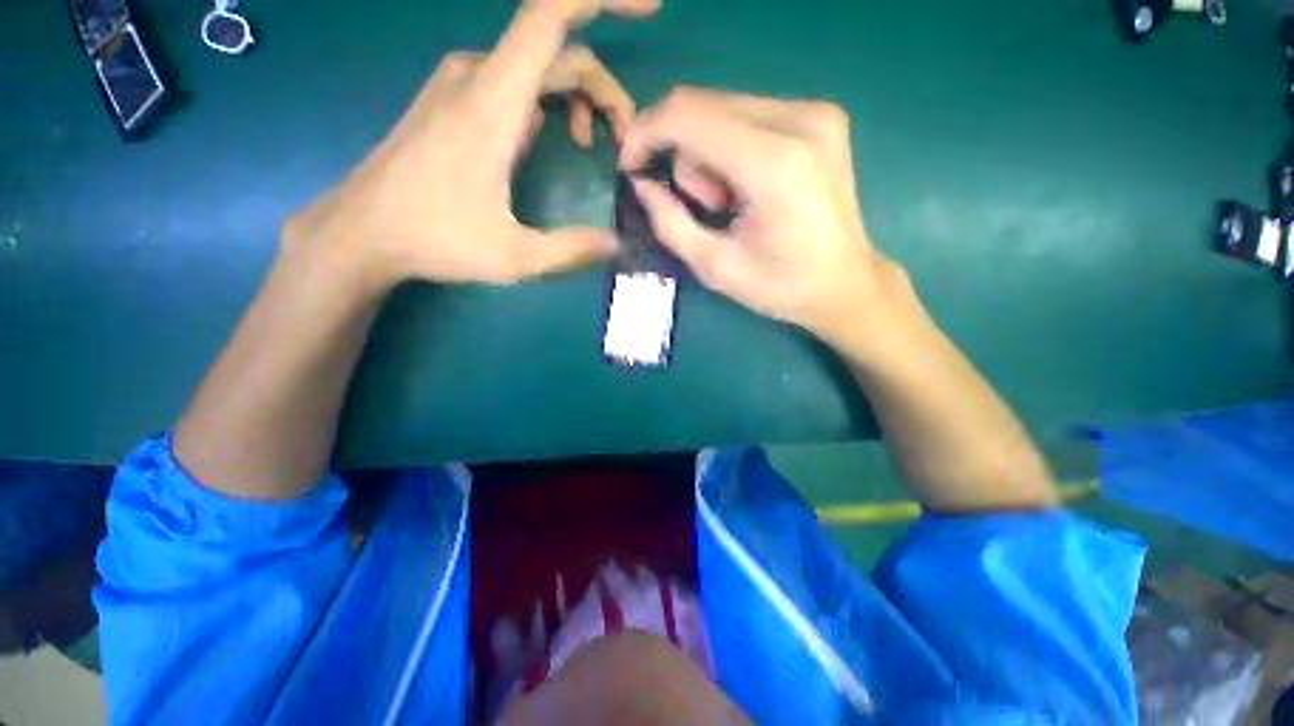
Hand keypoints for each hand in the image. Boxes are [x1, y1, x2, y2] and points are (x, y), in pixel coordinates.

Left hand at [285, 0, 657, 289]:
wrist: (361, 231)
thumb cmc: (434, 240)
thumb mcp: (514, 256)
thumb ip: (571, 249)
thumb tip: (617, 243)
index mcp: (493, 102)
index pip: (550, 16)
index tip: (648, 7)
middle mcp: (476, 74)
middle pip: (558, 50)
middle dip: (604, 89)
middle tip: (624, 143)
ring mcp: (459, 83)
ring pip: (536, 64)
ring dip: (576, 96)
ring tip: (590, 145)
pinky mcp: (451, 98)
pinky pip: (512, 78)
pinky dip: (546, 99)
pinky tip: (547, 137)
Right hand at [620, 87, 906, 343]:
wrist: (845, 284)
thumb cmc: (781, 287)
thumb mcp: (715, 267)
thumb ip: (670, 223)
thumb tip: (640, 183)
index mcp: (774, 164)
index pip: (687, 115)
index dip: (644, 132)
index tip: (630, 166)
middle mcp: (800, 121)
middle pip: (702, 106)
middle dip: (682, 155)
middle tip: (705, 207)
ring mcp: (815, 113)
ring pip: (722, 108)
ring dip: (708, 155)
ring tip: (730, 203)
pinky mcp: (819, 116)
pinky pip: (746, 115)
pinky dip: (730, 149)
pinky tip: (747, 187)